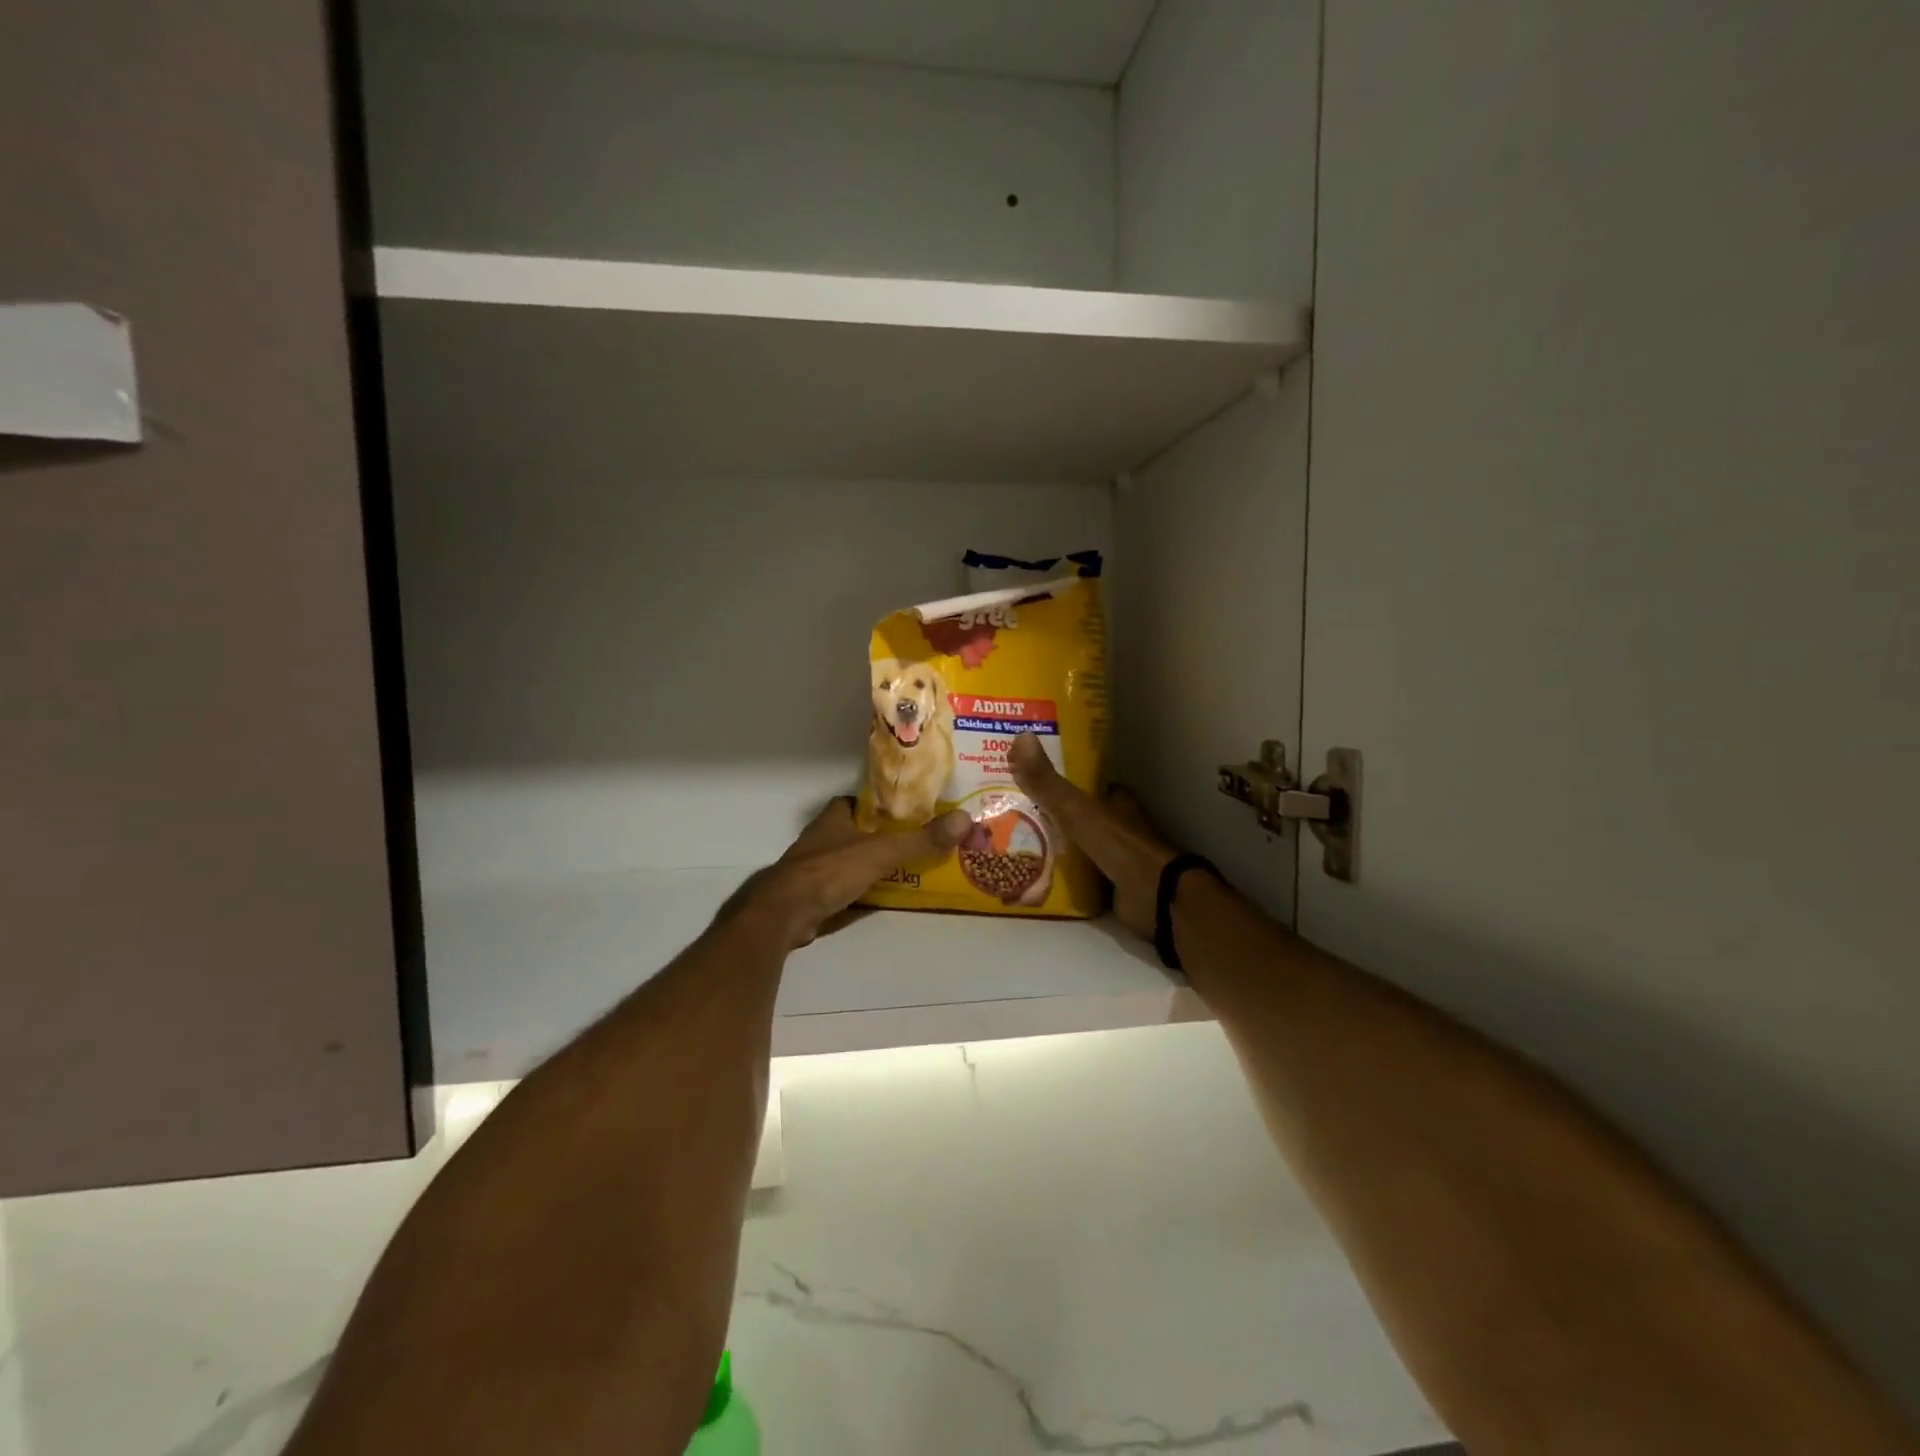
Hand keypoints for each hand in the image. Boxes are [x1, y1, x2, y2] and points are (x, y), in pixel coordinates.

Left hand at [728, 798, 970, 951]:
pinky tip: (875, 899)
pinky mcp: (808, 898)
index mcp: (832, 820)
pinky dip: (854, 892)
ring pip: (843, 861)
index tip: (899, 811)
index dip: (873, 805)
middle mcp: (819, 840)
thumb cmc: (829, 871)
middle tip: (908, 842)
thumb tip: (964, 820)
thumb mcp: (881, 852)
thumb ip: (920, 840)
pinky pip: (838, 889)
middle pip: (850, 832)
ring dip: (864, 865)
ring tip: (900, 870)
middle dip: (874, 836)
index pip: (852, 802)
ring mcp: (810, 870)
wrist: (784, 914)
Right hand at [1009, 734, 1176, 939]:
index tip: (1030, 779)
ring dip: (1054, 846)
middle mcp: (1118, 825)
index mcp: (1116, 801)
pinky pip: (1079, 876)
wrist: (1154, 896)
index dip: (1062, 781)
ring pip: (1079, 845)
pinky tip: (1033, 875)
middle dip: (1053, 816)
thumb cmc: (1119, 845)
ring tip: (1013, 844)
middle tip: (1012, 814)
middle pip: (1080, 815)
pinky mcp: (1112, 886)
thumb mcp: (1077, 809)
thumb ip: (1048, 782)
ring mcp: (1117, 857)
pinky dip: (1061, 875)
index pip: (1086, 784)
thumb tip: (1021, 736)